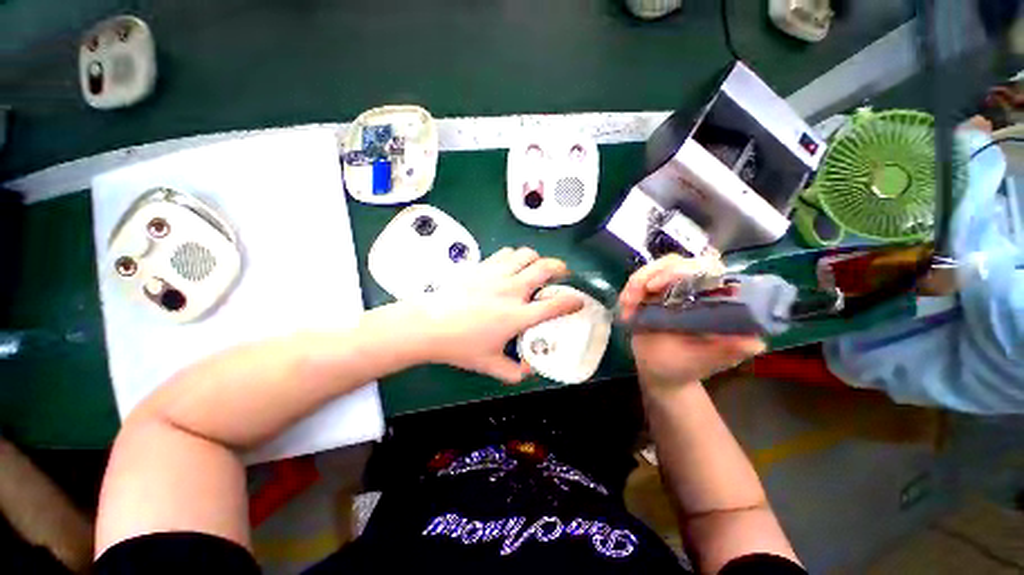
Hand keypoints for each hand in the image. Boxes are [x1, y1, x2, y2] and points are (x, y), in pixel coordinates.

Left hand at [405, 247, 583, 382]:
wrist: (429, 325)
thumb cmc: (460, 345)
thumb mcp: (490, 365)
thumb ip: (514, 371)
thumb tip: (528, 369)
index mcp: (517, 316)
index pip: (555, 305)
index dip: (573, 301)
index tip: (578, 301)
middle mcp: (512, 290)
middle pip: (546, 268)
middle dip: (561, 269)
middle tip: (561, 275)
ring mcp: (497, 275)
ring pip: (527, 254)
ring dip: (537, 259)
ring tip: (537, 268)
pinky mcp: (483, 266)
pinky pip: (507, 253)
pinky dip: (516, 256)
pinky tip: (512, 265)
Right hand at [618, 254, 764, 387]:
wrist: (658, 371)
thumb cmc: (685, 366)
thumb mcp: (707, 360)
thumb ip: (731, 349)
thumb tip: (753, 339)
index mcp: (714, 299)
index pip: (706, 267)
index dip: (681, 269)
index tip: (656, 287)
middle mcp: (694, 288)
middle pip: (674, 262)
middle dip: (649, 275)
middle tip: (632, 299)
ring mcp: (671, 288)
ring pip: (654, 268)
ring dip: (636, 283)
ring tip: (626, 306)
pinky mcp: (652, 293)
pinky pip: (639, 279)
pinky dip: (629, 290)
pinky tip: (625, 309)